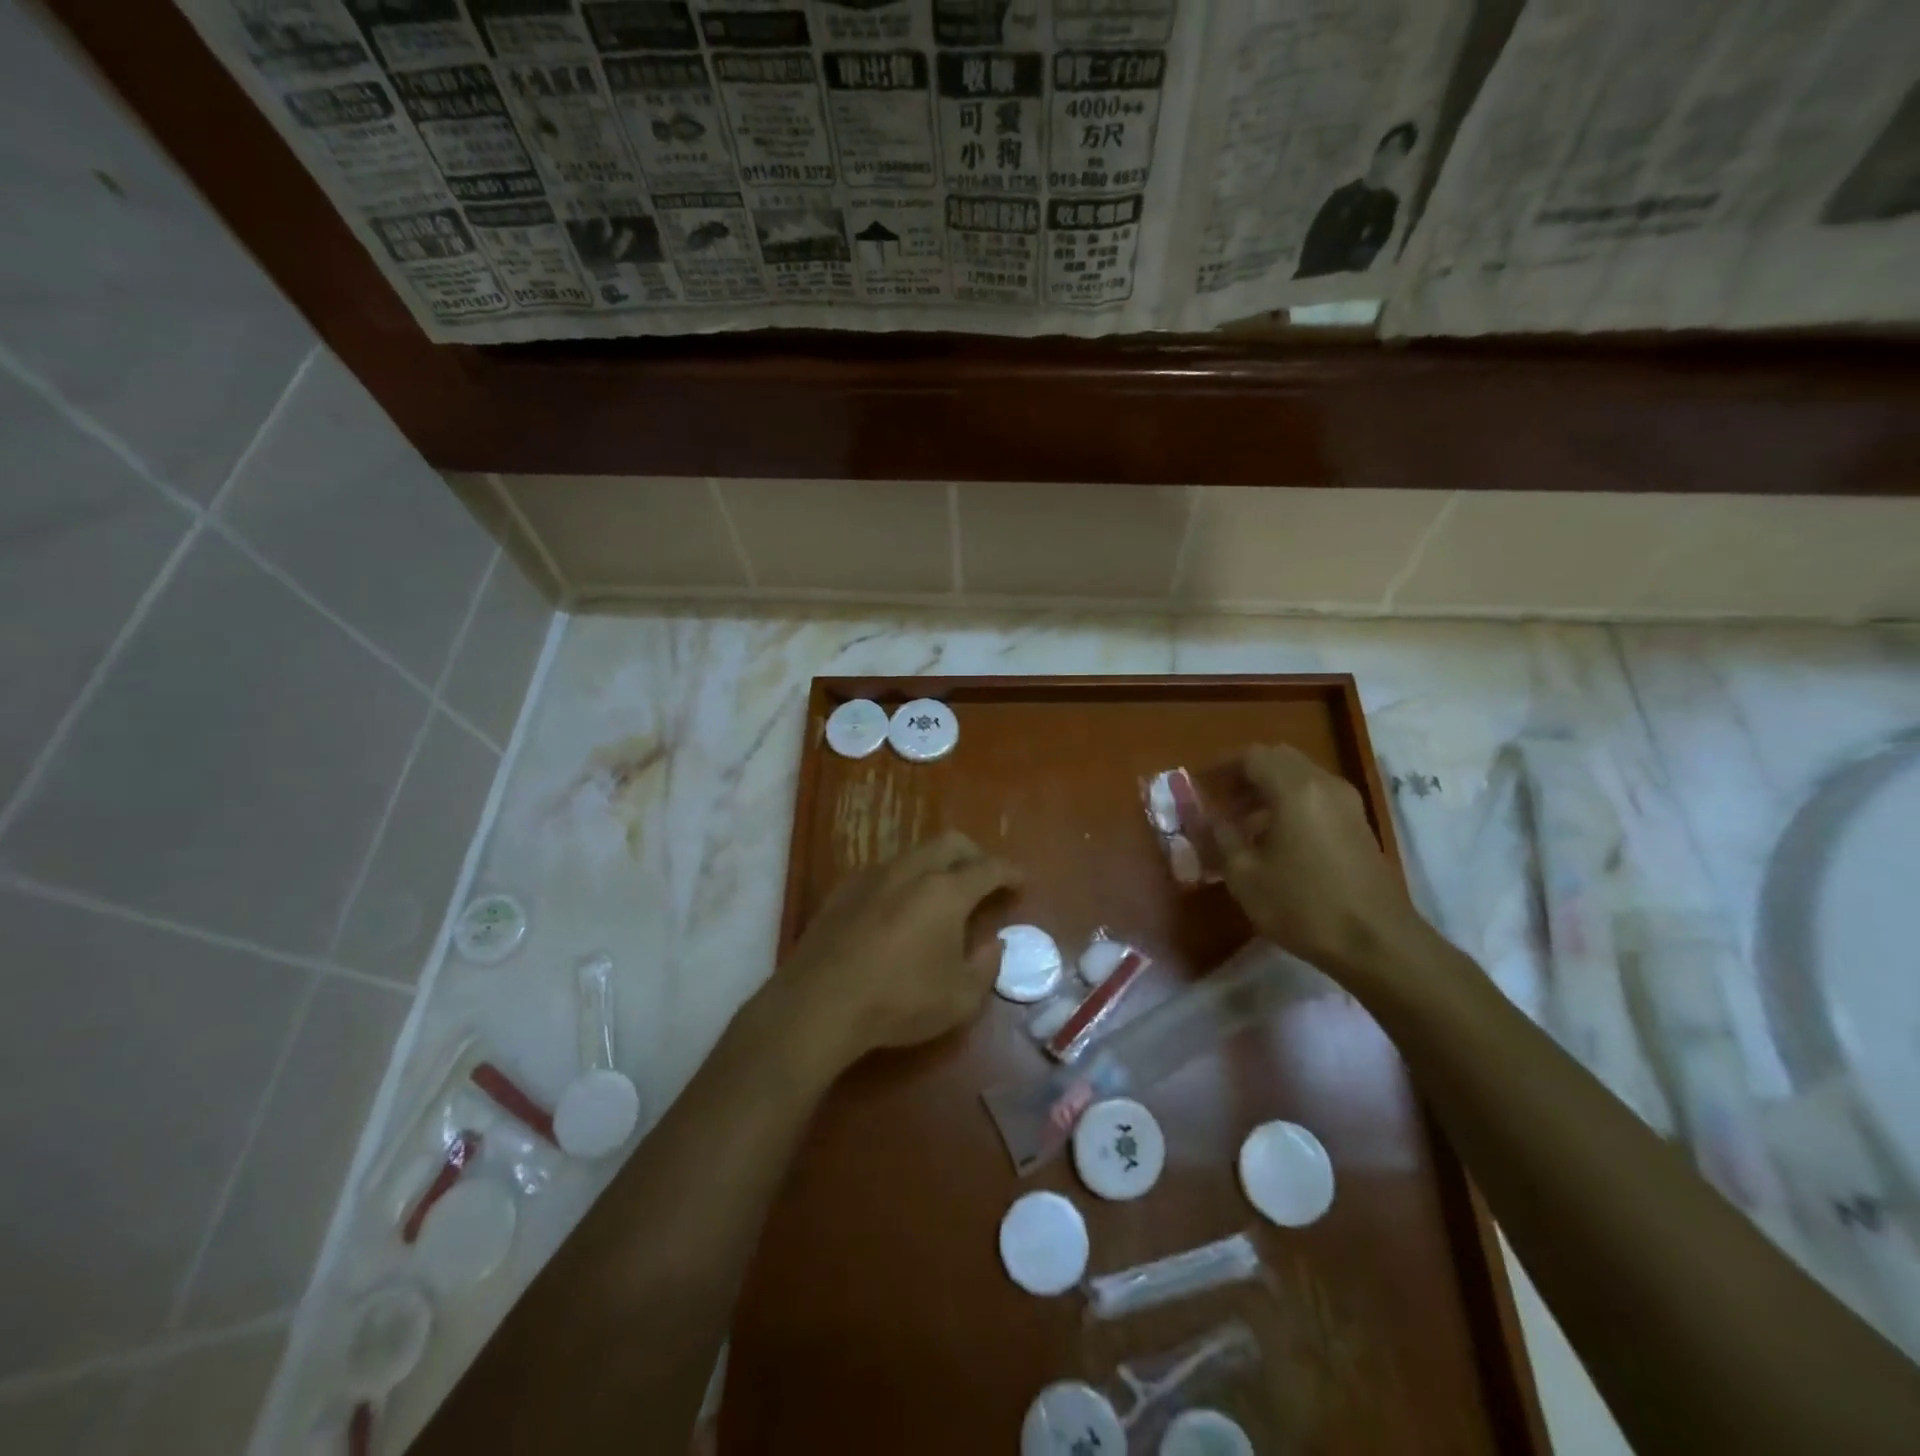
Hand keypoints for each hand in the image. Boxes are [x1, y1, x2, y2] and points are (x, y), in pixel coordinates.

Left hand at [770, 830, 1019, 1075]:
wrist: (819, 1002)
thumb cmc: (899, 1001)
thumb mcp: (960, 998)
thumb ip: (986, 966)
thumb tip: (994, 944)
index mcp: (946, 891)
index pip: (988, 868)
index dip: (1010, 872)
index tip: (1021, 881)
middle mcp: (911, 871)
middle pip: (950, 843)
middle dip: (974, 855)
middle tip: (983, 879)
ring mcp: (873, 876)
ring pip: (914, 853)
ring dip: (936, 865)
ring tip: (941, 895)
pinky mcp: (843, 890)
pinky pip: (884, 871)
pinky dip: (904, 880)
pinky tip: (899, 909)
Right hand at [1206, 745, 1426, 978]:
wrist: (1377, 943)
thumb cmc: (1303, 906)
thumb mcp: (1245, 875)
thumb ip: (1220, 836)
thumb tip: (1208, 817)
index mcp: (1294, 789)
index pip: (1251, 756)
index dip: (1220, 767)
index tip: (1198, 785)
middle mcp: (1323, 785)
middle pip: (1278, 759)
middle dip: (1244, 774)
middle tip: (1220, 801)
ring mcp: (1347, 804)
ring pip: (1299, 777)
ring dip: (1267, 790)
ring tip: (1242, 824)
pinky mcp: (1358, 825)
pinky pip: (1316, 797)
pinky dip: (1289, 804)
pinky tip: (1274, 840)